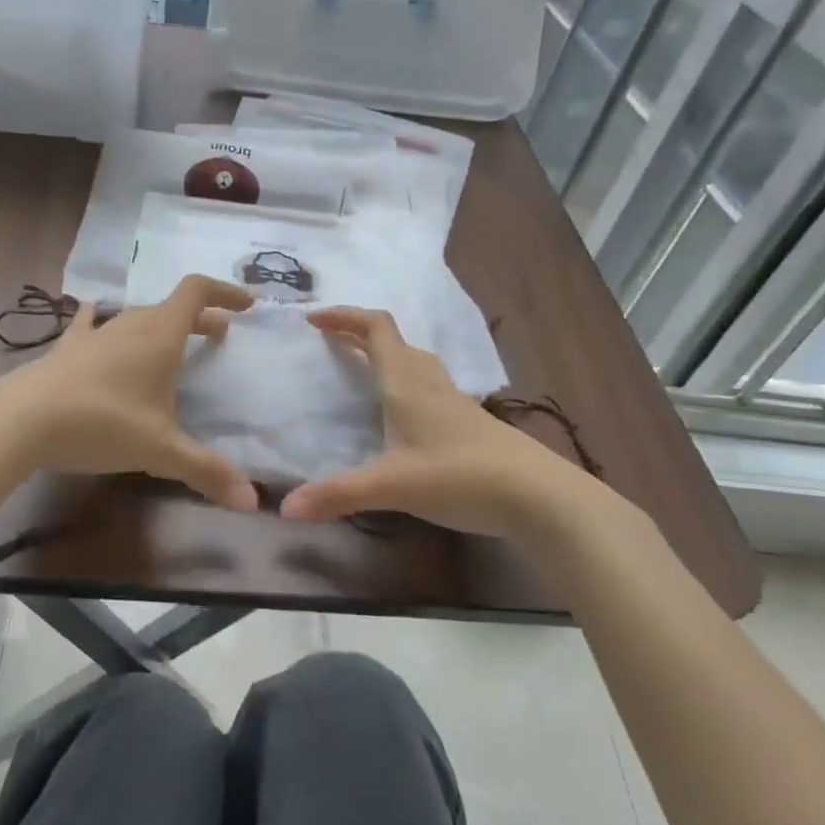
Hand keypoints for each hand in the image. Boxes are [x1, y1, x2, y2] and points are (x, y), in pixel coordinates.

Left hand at [0, 275, 259, 510]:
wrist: (22, 420)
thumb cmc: (103, 424)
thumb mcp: (160, 450)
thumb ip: (205, 471)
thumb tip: (250, 501)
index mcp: (160, 336)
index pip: (197, 292)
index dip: (225, 293)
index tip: (246, 306)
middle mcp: (129, 325)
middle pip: (170, 307)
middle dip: (199, 318)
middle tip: (218, 335)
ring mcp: (94, 334)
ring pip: (135, 318)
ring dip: (159, 326)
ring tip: (170, 344)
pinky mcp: (65, 350)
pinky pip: (89, 326)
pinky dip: (102, 322)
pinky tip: (94, 316)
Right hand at [279, 306, 613, 538]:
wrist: (539, 497)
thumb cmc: (460, 477)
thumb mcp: (391, 486)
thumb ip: (338, 494)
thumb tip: (285, 508)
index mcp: (407, 383)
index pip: (375, 329)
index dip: (343, 316)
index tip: (311, 319)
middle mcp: (429, 383)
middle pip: (394, 340)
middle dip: (358, 333)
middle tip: (328, 342)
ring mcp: (454, 401)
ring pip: (414, 361)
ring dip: (384, 354)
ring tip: (359, 368)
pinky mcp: (469, 422)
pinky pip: (428, 385)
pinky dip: (404, 381)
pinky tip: (401, 412)